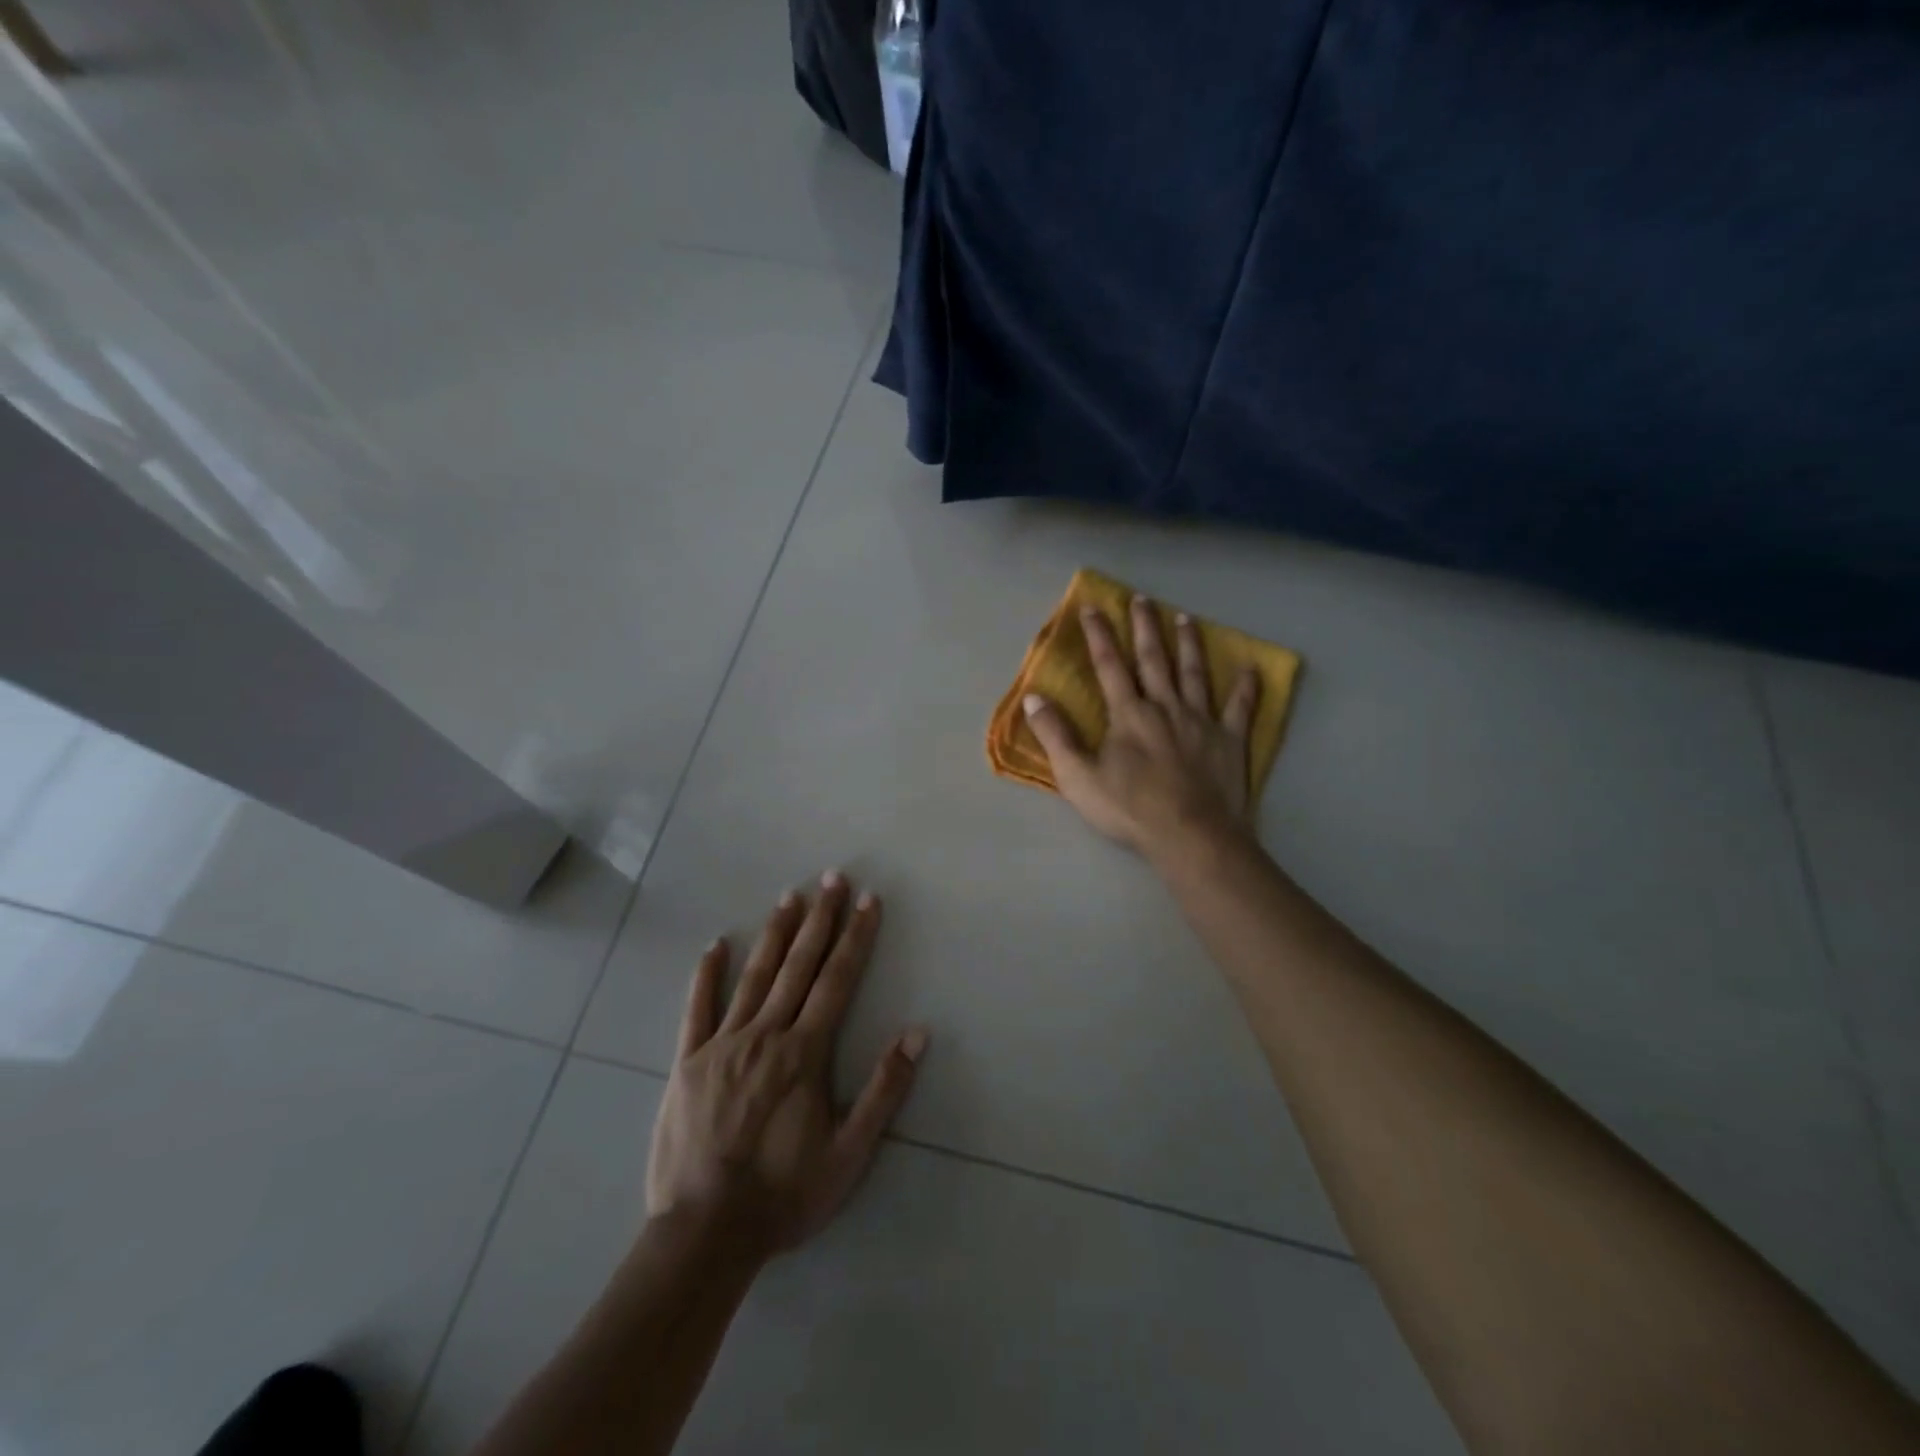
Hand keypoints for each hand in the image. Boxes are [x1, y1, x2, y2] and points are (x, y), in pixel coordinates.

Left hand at [646, 873, 928, 1260]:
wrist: (704, 1233)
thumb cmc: (785, 1193)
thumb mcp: (850, 1152)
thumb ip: (884, 1089)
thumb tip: (917, 1033)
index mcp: (806, 1052)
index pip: (838, 980)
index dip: (856, 937)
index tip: (868, 900)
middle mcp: (766, 1034)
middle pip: (799, 965)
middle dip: (820, 918)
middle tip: (832, 877)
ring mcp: (722, 1044)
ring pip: (754, 976)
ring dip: (775, 933)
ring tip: (790, 896)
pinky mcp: (687, 1062)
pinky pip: (697, 1010)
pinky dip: (706, 976)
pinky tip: (715, 946)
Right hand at [1023, 595, 1259, 858]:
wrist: (1190, 836)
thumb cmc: (1129, 809)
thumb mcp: (1077, 777)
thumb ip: (1055, 735)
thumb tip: (1033, 697)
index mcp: (1129, 714)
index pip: (1109, 666)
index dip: (1099, 635)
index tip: (1093, 607)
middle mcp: (1165, 706)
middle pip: (1154, 660)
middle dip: (1146, 628)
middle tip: (1143, 599)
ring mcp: (1201, 721)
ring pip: (1195, 673)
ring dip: (1189, 645)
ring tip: (1186, 618)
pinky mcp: (1230, 740)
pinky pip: (1240, 708)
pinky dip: (1246, 687)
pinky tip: (1252, 668)